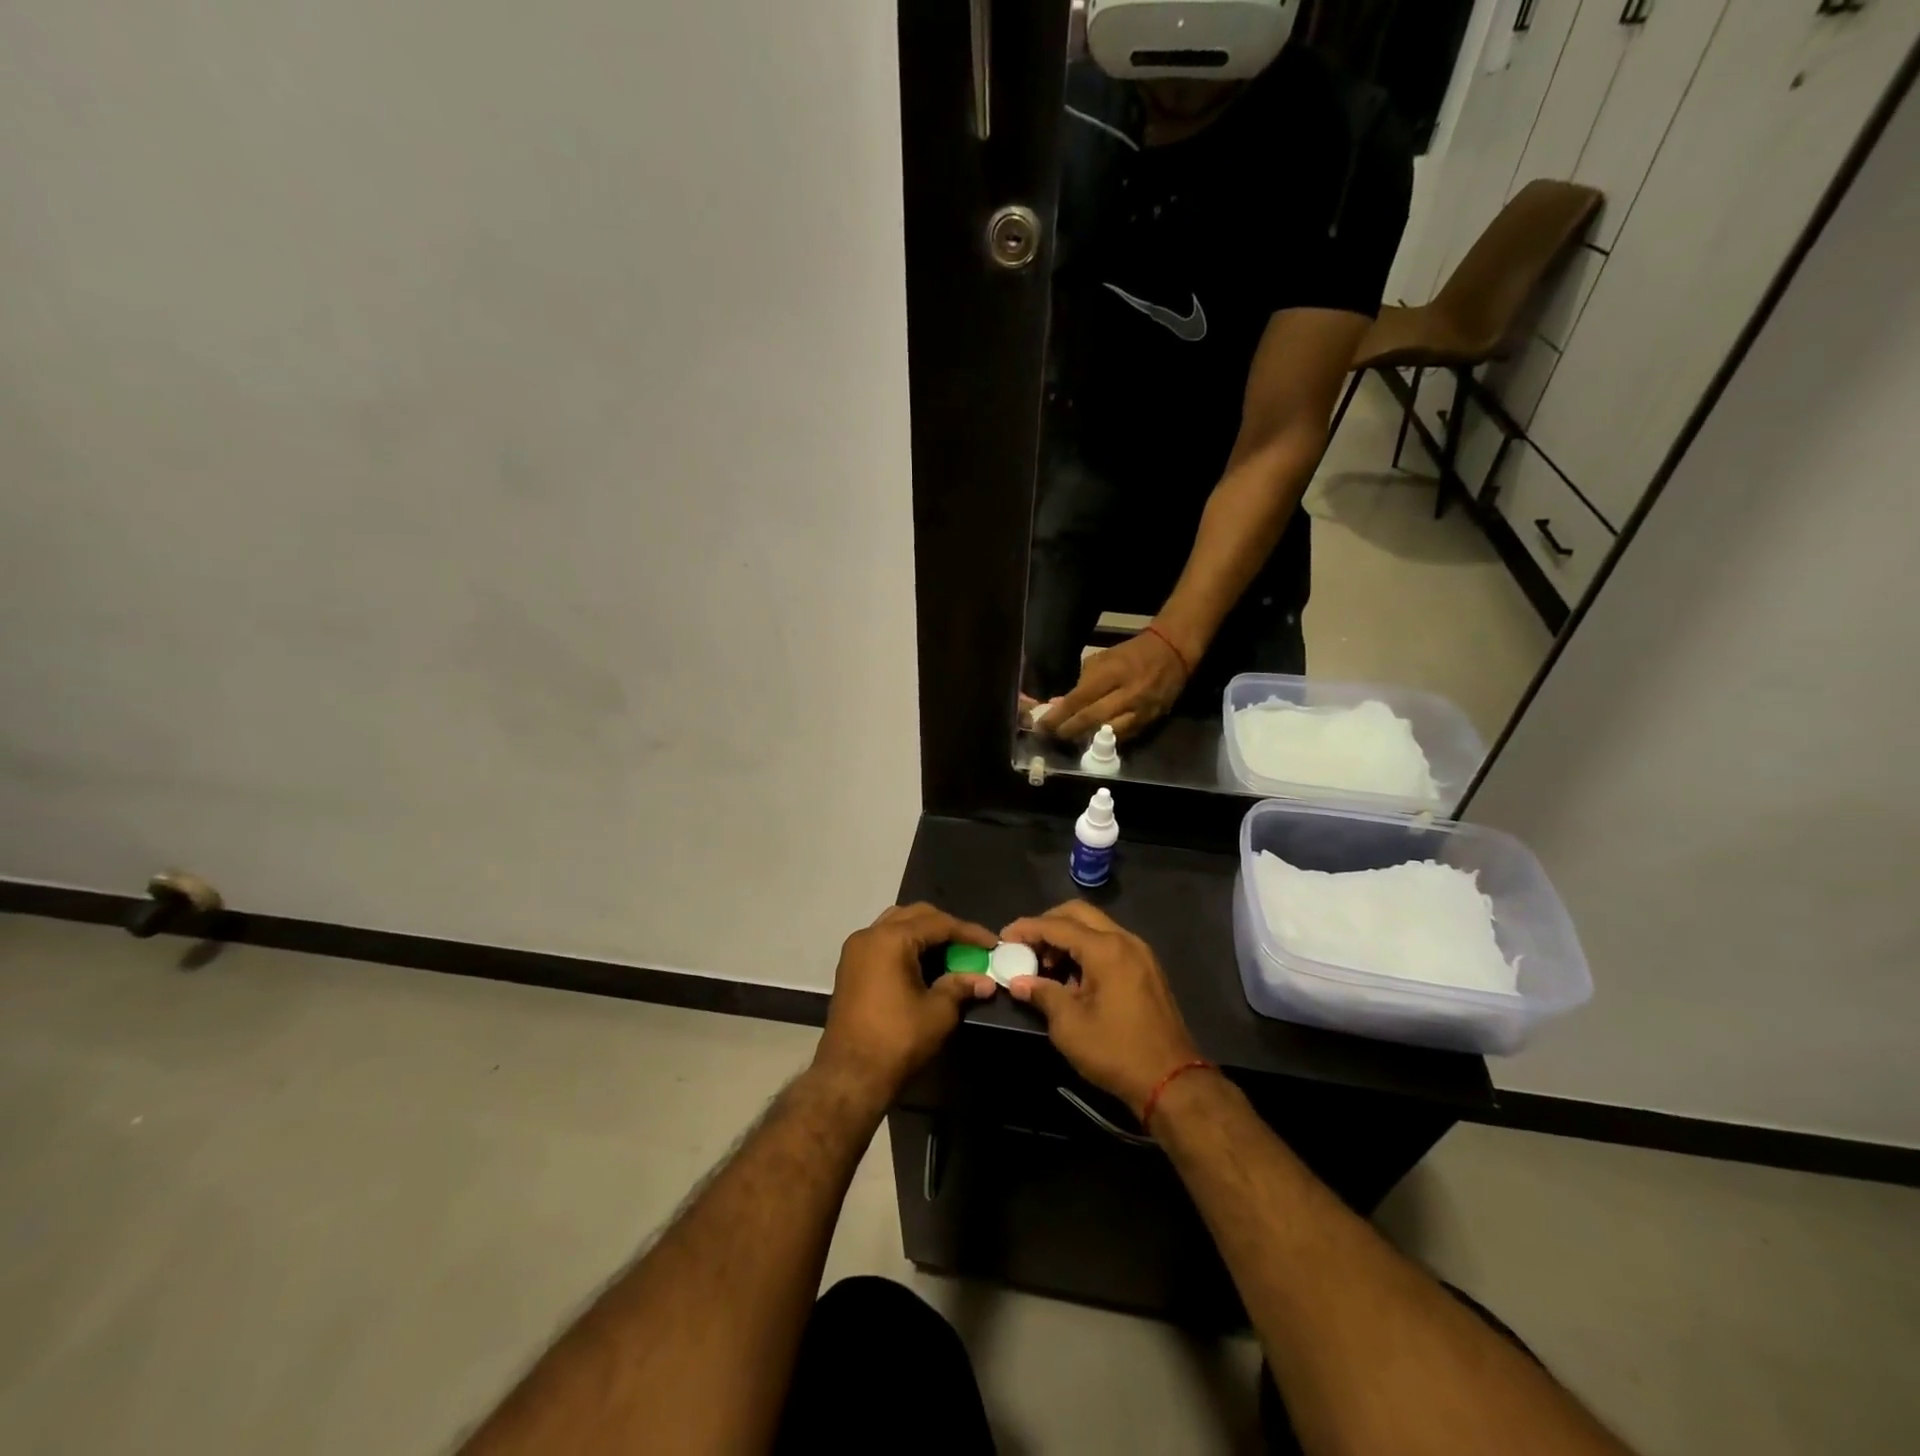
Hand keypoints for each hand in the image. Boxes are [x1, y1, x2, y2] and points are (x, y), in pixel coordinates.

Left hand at [813, 903, 997, 1107]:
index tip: (993, 943)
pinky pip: (883, 941)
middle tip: (971, 946)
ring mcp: (855, 950)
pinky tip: (925, 963)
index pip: (938, 923)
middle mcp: (869, 935)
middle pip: (915, 916)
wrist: (849, 1076)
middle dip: (946, 927)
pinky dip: (906, 944)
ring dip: (924, 933)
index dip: (969, 932)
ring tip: (950, 951)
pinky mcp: (850, 967)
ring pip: (896, 924)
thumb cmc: (897, 1040)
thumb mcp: (938, 1012)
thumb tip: (985, 980)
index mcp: (891, 939)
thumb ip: (961, 987)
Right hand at [998, 902, 1202, 1119]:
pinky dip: (1087, 950)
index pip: (1057, 925)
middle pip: (1079, 914)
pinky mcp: (1147, 969)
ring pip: (1096, 928)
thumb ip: (1042, 994)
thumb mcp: (1069, 1025)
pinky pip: (1110, 944)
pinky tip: (1073, 977)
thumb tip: (1018, 982)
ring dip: (1068, 938)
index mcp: (1105, 949)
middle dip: (1048, 924)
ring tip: (1046, 966)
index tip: (1004, 937)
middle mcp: (1125, 940)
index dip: (1027, 929)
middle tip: (1026, 945)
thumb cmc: (1116, 1051)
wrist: (1172, 1081)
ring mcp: (1140, 953)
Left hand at [1042, 629, 1188, 742]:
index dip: (1058, 716)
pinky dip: (1105, 742)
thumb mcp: (1102, 659)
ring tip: (1069, 741)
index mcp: (1111, 673)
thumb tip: (1059, 705)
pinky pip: (1123, 737)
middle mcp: (1126, 694)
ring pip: (1107, 733)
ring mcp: (1140, 711)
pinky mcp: (1149, 722)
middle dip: (1067, 730)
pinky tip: (1091, 743)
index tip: (1041, 726)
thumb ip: (1081, 683)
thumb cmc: (1130, 654)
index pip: (1079, 699)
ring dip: (1085, 740)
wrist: (1171, 653)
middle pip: (1091, 719)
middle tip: (1051, 737)